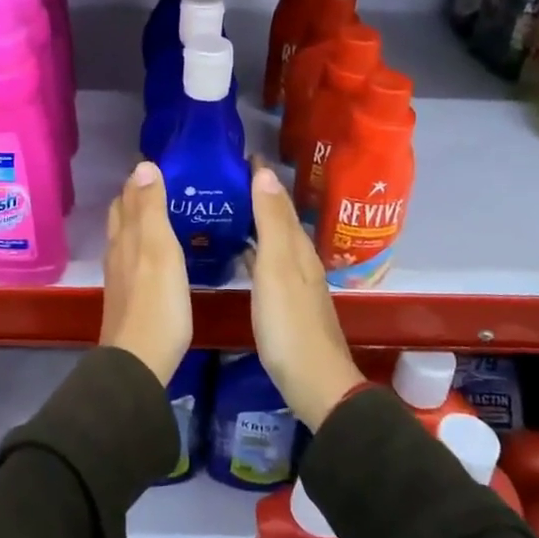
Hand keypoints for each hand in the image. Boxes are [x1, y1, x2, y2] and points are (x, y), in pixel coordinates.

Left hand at [100, 160, 192, 384]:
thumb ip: (151, 209)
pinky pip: (134, 259)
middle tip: (164, 184)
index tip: (158, 163)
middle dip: (137, 196)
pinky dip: (144, 245)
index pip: (127, 196)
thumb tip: (142, 165)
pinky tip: (159, 253)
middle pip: (122, 215)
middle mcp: (118, 251)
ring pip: (126, 237)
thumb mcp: (159, 249)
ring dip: (140, 220)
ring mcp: (121, 276)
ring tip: (164, 212)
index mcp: (126, 236)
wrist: (139, 361)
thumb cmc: (157, 303)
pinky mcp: (129, 297)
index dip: (139, 178)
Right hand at [248, 163, 362, 430]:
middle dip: (256, 195)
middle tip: (225, 178)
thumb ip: (271, 222)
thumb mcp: (277, 268)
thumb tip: (265, 172)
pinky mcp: (286, 303)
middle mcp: (299, 259)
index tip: (241, 154)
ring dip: (254, 221)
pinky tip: (238, 253)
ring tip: (226, 207)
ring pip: (273, 240)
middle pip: (278, 218)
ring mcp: (294, 282)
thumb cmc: (289, 324)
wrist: (314, 382)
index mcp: (297, 247)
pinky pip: (266, 262)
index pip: (279, 200)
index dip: (262, 177)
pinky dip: (253, 249)